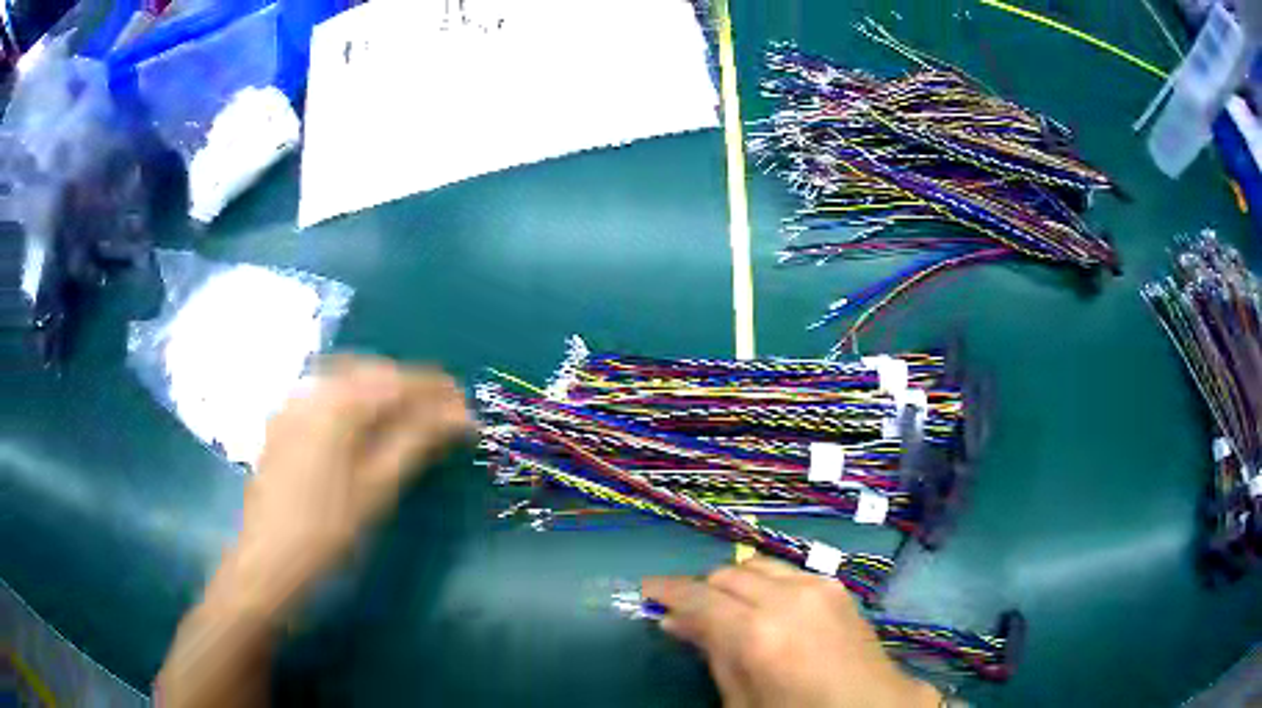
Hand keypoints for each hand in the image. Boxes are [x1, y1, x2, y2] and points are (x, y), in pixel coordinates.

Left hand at [224, 356, 474, 615]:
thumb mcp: (378, 487)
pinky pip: (325, 394)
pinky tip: (363, 423)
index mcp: (337, 402)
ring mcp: (293, 405)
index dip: (436, 390)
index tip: (467, 406)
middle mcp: (312, 391)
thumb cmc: (328, 530)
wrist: (269, 562)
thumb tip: (460, 416)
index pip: (397, 380)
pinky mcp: (283, 424)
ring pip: (346, 379)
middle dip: (410, 387)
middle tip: (442, 414)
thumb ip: (417, 442)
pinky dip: (354, 400)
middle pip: (371, 372)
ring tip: (409, 415)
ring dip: (382, 390)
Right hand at [643, 557, 941, 707]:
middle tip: (686, 614)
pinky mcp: (835, 585)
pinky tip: (764, 607)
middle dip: (700, 590)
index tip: (647, 591)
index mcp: (758, 635)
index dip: (667, 591)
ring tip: (724, 609)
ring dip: (731, 582)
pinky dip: (763, 583)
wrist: (870, 706)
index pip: (698, 597)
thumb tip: (676, 621)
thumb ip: (712, 654)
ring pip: (754, 564)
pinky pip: (785, 571)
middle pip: (725, 574)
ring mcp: (816, 586)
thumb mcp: (741, 699)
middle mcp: (787, 598)